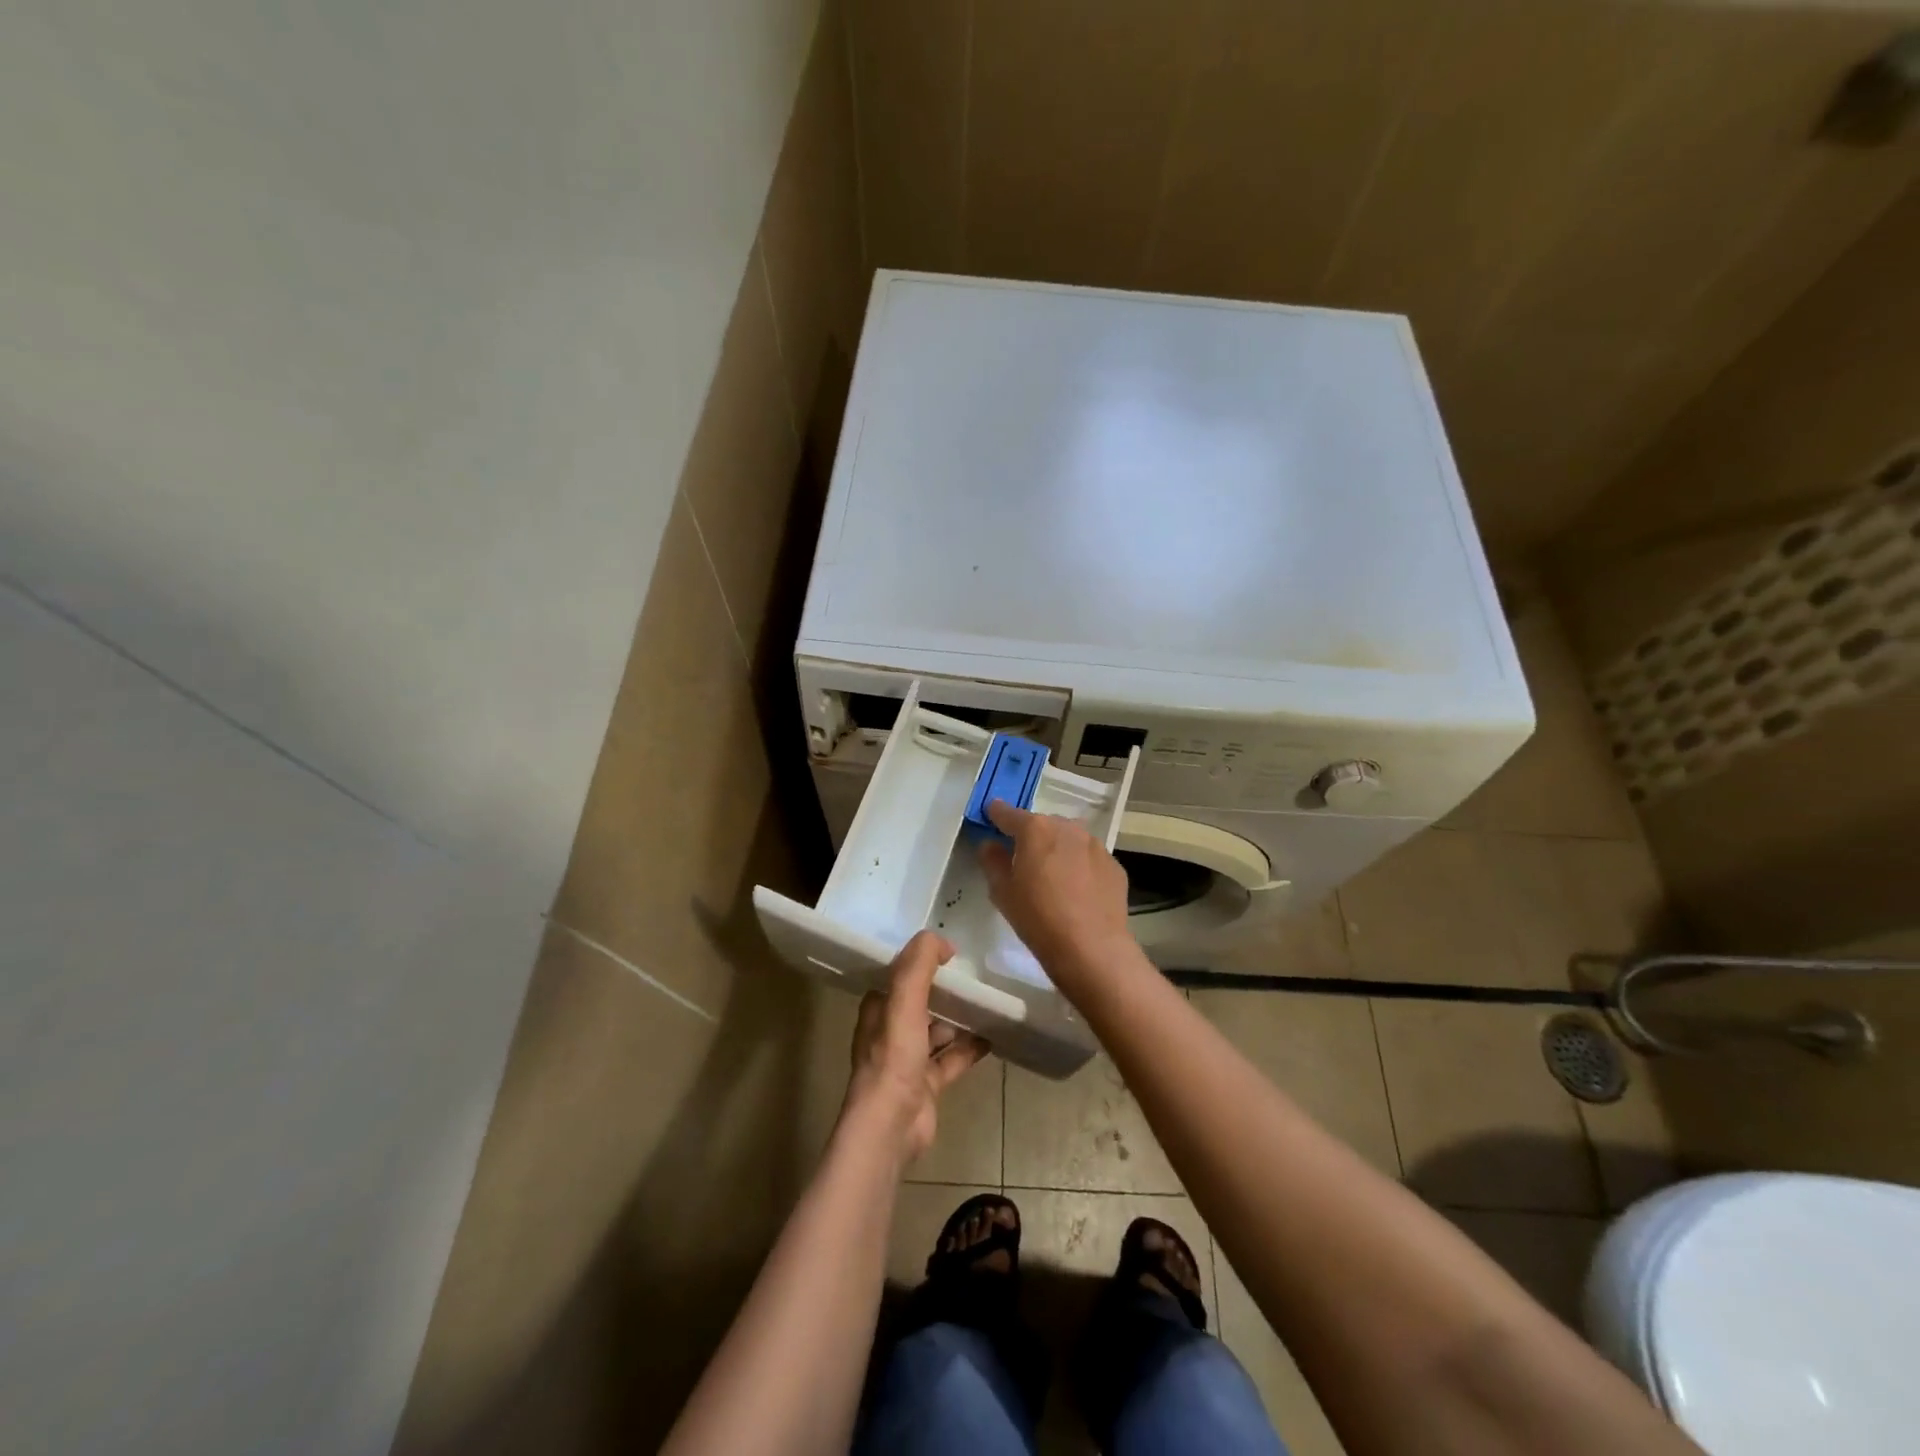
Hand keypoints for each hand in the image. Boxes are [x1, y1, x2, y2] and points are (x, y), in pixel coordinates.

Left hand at [844, 931, 990, 1161]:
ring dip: (958, 1017)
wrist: (891, 1126)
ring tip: (987, 1000)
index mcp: (879, 1009)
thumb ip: (918, 965)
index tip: (948, 949)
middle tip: (974, 972)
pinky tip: (993, 1037)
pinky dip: (970, 1048)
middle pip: (919, 1001)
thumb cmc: (893, 1057)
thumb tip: (940, 940)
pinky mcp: (927, 1084)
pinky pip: (952, 1059)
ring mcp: (909, 1060)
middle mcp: (890, 1031)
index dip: (919, 960)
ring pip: (937, 1030)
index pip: (898, 975)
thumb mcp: (904, 1001)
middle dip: (942, 989)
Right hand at [978, 800, 1135, 996]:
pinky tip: (1077, 891)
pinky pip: (1089, 858)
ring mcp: (1095, 844)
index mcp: (1035, 829)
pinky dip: (1080, 866)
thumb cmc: (1038, 918)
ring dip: (1058, 849)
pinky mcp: (1114, 864)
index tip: (990, 818)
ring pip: (1068, 839)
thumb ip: (992, 861)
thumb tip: (990, 844)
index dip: (996, 815)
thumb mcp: (1002, 892)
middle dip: (1031, 837)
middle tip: (1023, 861)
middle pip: (1042, 824)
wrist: (1092, 948)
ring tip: (1053, 877)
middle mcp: (1067, 828)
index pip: (1007, 813)